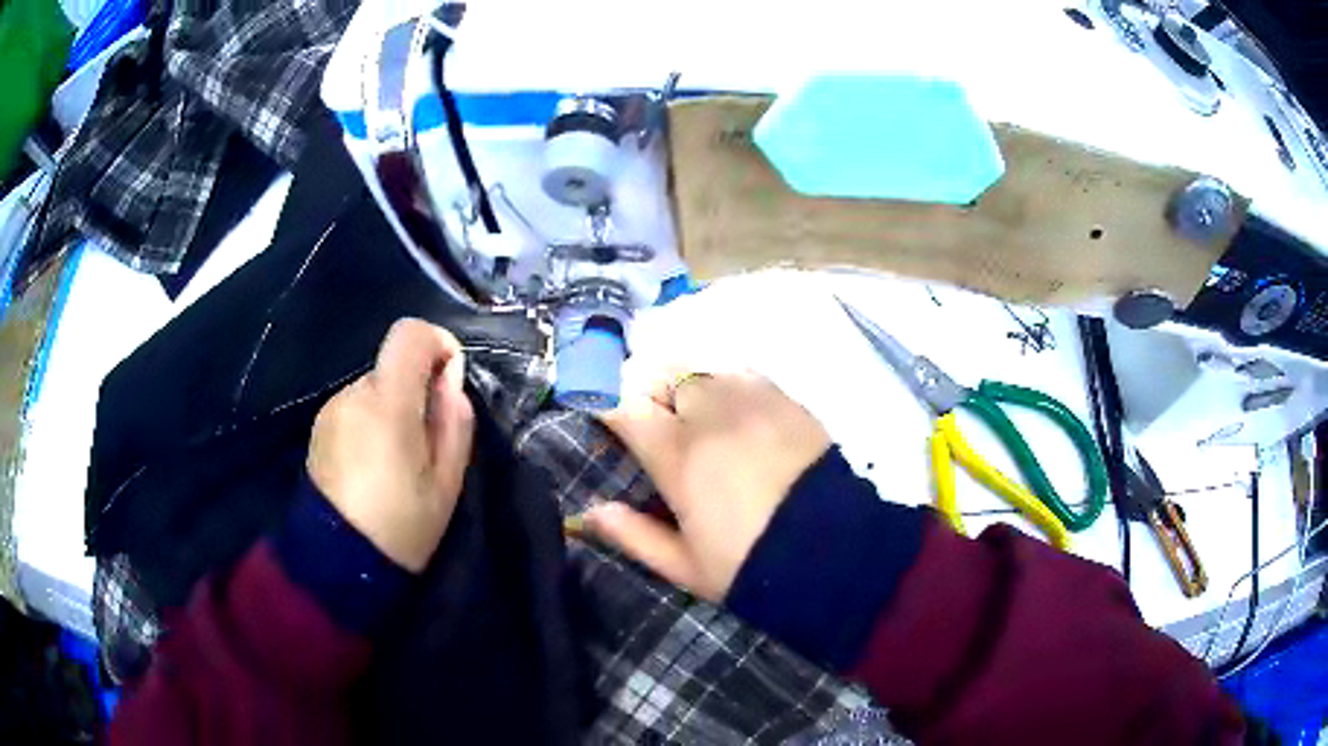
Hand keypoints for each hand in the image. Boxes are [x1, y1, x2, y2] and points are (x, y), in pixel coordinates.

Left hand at [308, 318, 474, 572]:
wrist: (338, 563)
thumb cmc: (401, 526)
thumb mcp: (446, 482)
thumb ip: (455, 421)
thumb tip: (451, 379)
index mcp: (387, 403)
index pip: (410, 334)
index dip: (436, 344)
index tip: (448, 381)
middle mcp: (353, 393)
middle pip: (393, 368)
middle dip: (416, 392)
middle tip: (425, 446)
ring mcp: (331, 410)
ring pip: (374, 390)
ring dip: (391, 412)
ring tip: (396, 464)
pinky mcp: (319, 428)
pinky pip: (355, 410)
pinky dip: (370, 425)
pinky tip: (371, 468)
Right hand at [587, 372, 830, 600]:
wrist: (834, 551)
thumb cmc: (751, 564)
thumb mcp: (686, 565)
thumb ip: (634, 536)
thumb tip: (592, 513)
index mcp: (678, 456)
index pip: (624, 406)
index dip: (605, 401)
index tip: (602, 410)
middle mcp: (709, 415)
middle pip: (661, 374)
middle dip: (646, 389)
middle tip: (651, 418)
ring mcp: (751, 400)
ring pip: (700, 368)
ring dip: (685, 384)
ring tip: (691, 411)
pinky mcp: (784, 398)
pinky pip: (740, 372)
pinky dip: (724, 382)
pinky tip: (731, 407)